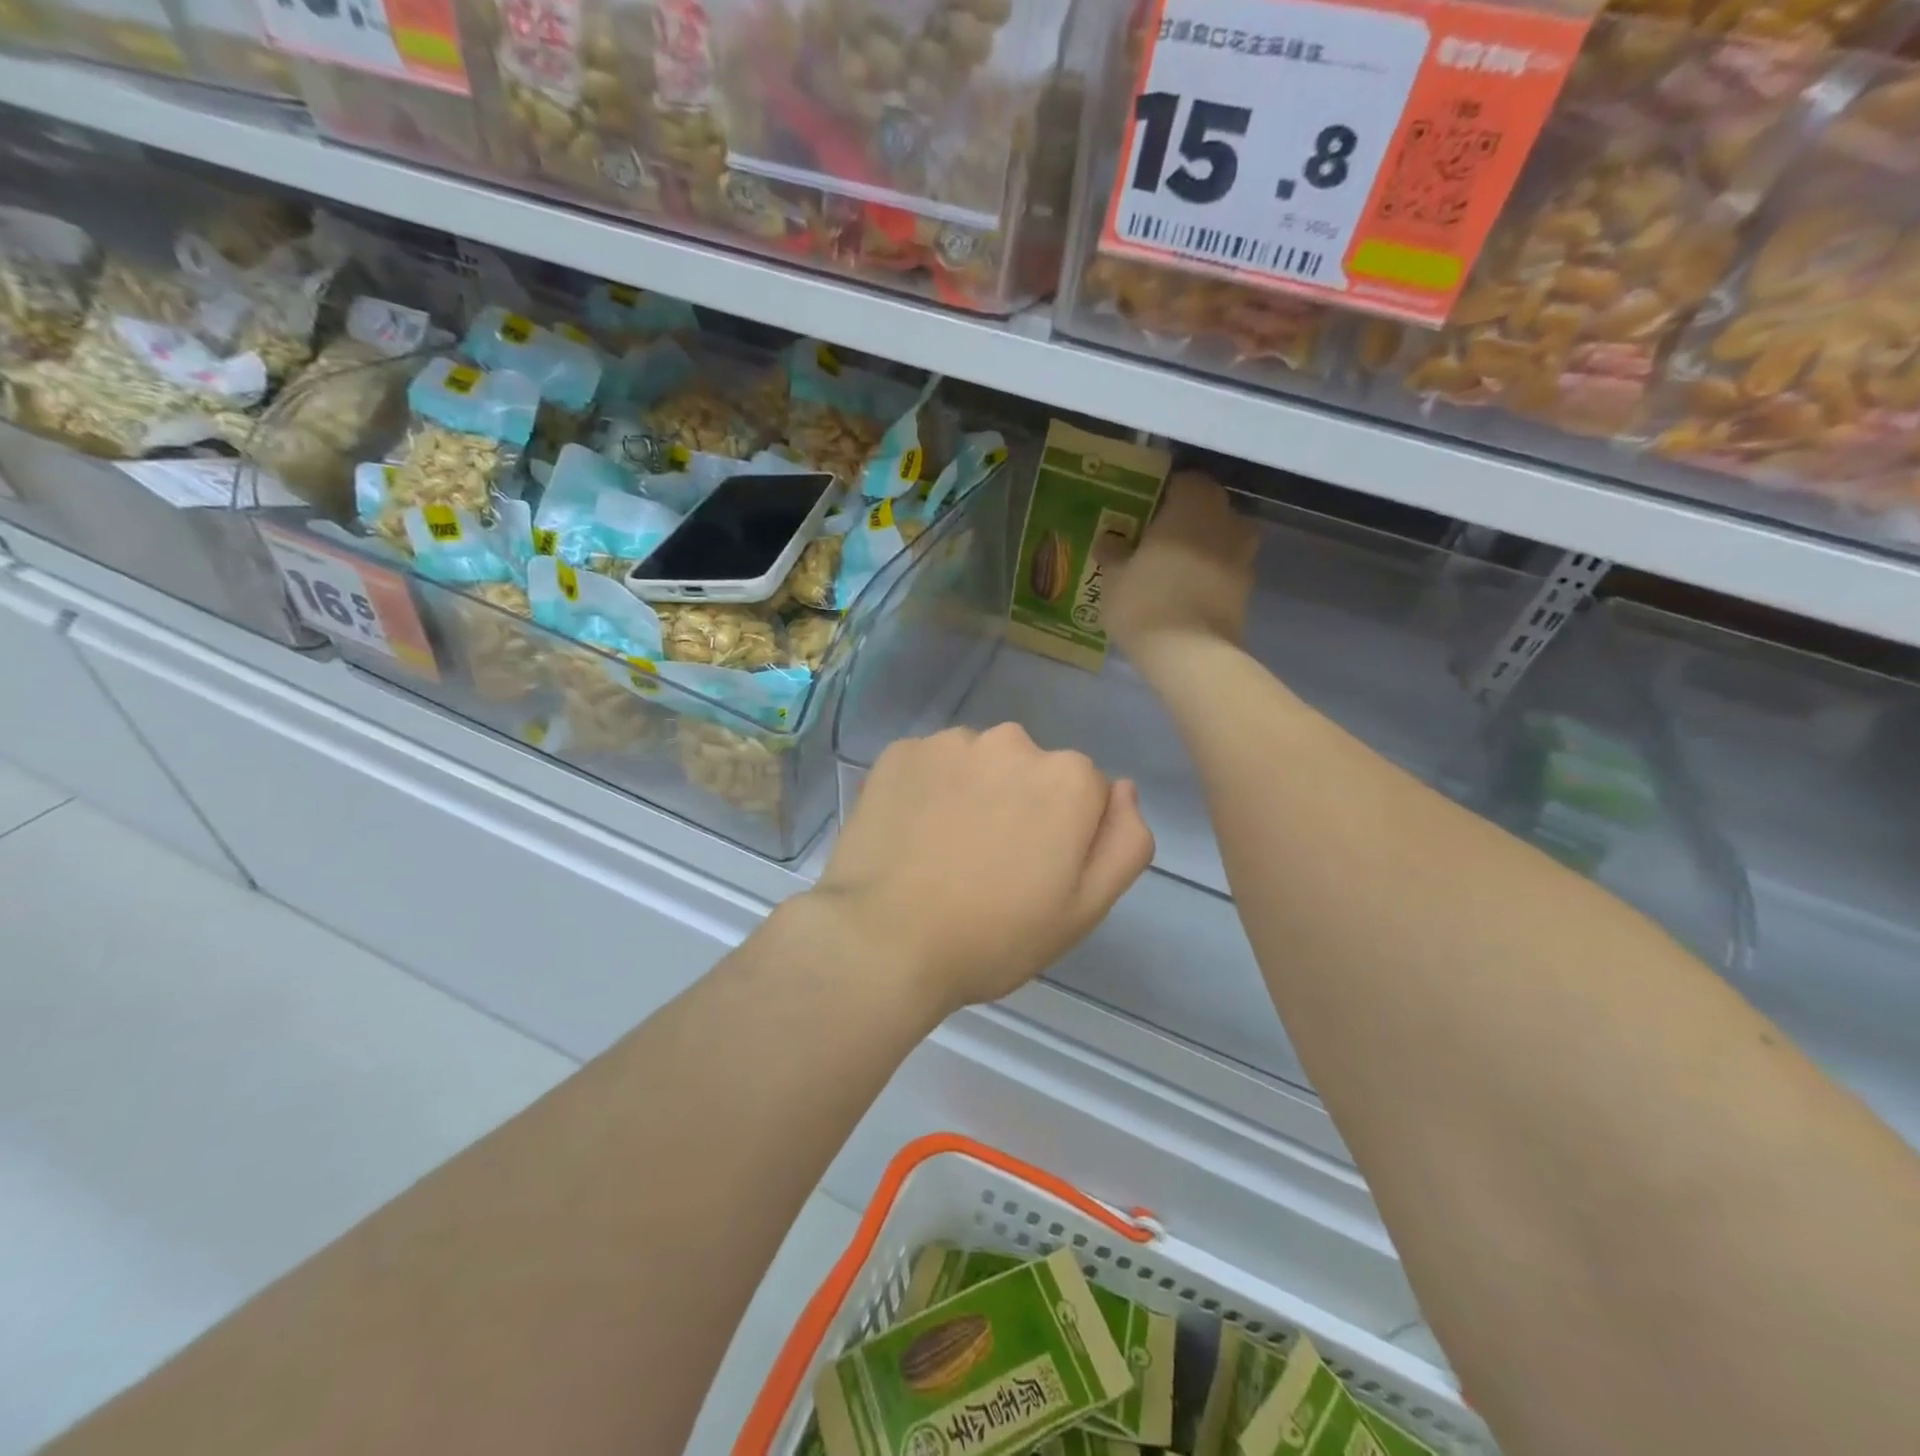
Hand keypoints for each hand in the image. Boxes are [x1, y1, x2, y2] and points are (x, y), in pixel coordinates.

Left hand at [812, 724, 1154, 1014]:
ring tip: (945, 850)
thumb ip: (1124, 842)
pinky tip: (911, 834)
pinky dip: (928, 790)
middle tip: (990, 864)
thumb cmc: (994, 935)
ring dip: (974, 792)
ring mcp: (951, 742)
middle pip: (1032, 771)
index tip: (1035, 874)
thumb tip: (1123, 788)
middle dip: (1021, 805)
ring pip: (979, 764)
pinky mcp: (900, 751)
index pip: (1086, 794)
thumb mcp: (1085, 908)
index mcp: (1069, 778)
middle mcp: (1013, 741)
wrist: (884, 940)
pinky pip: (930, 765)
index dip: (1065, 836)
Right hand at [1105, 470, 1257, 665]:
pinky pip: (1226, 570)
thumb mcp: (1113, 578)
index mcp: (1193, 505)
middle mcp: (1226, 521)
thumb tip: (1109, 541)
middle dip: (1187, 520)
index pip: (1186, 481)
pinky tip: (1186, 594)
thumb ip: (1113, 553)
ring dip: (1203, 548)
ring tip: (1173, 569)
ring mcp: (1243, 556)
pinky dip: (1211, 576)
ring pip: (1222, 540)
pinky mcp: (1248, 590)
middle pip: (1209, 509)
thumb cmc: (1145, 602)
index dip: (1167, 493)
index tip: (1147, 511)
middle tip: (1157, 540)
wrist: (1189, 653)